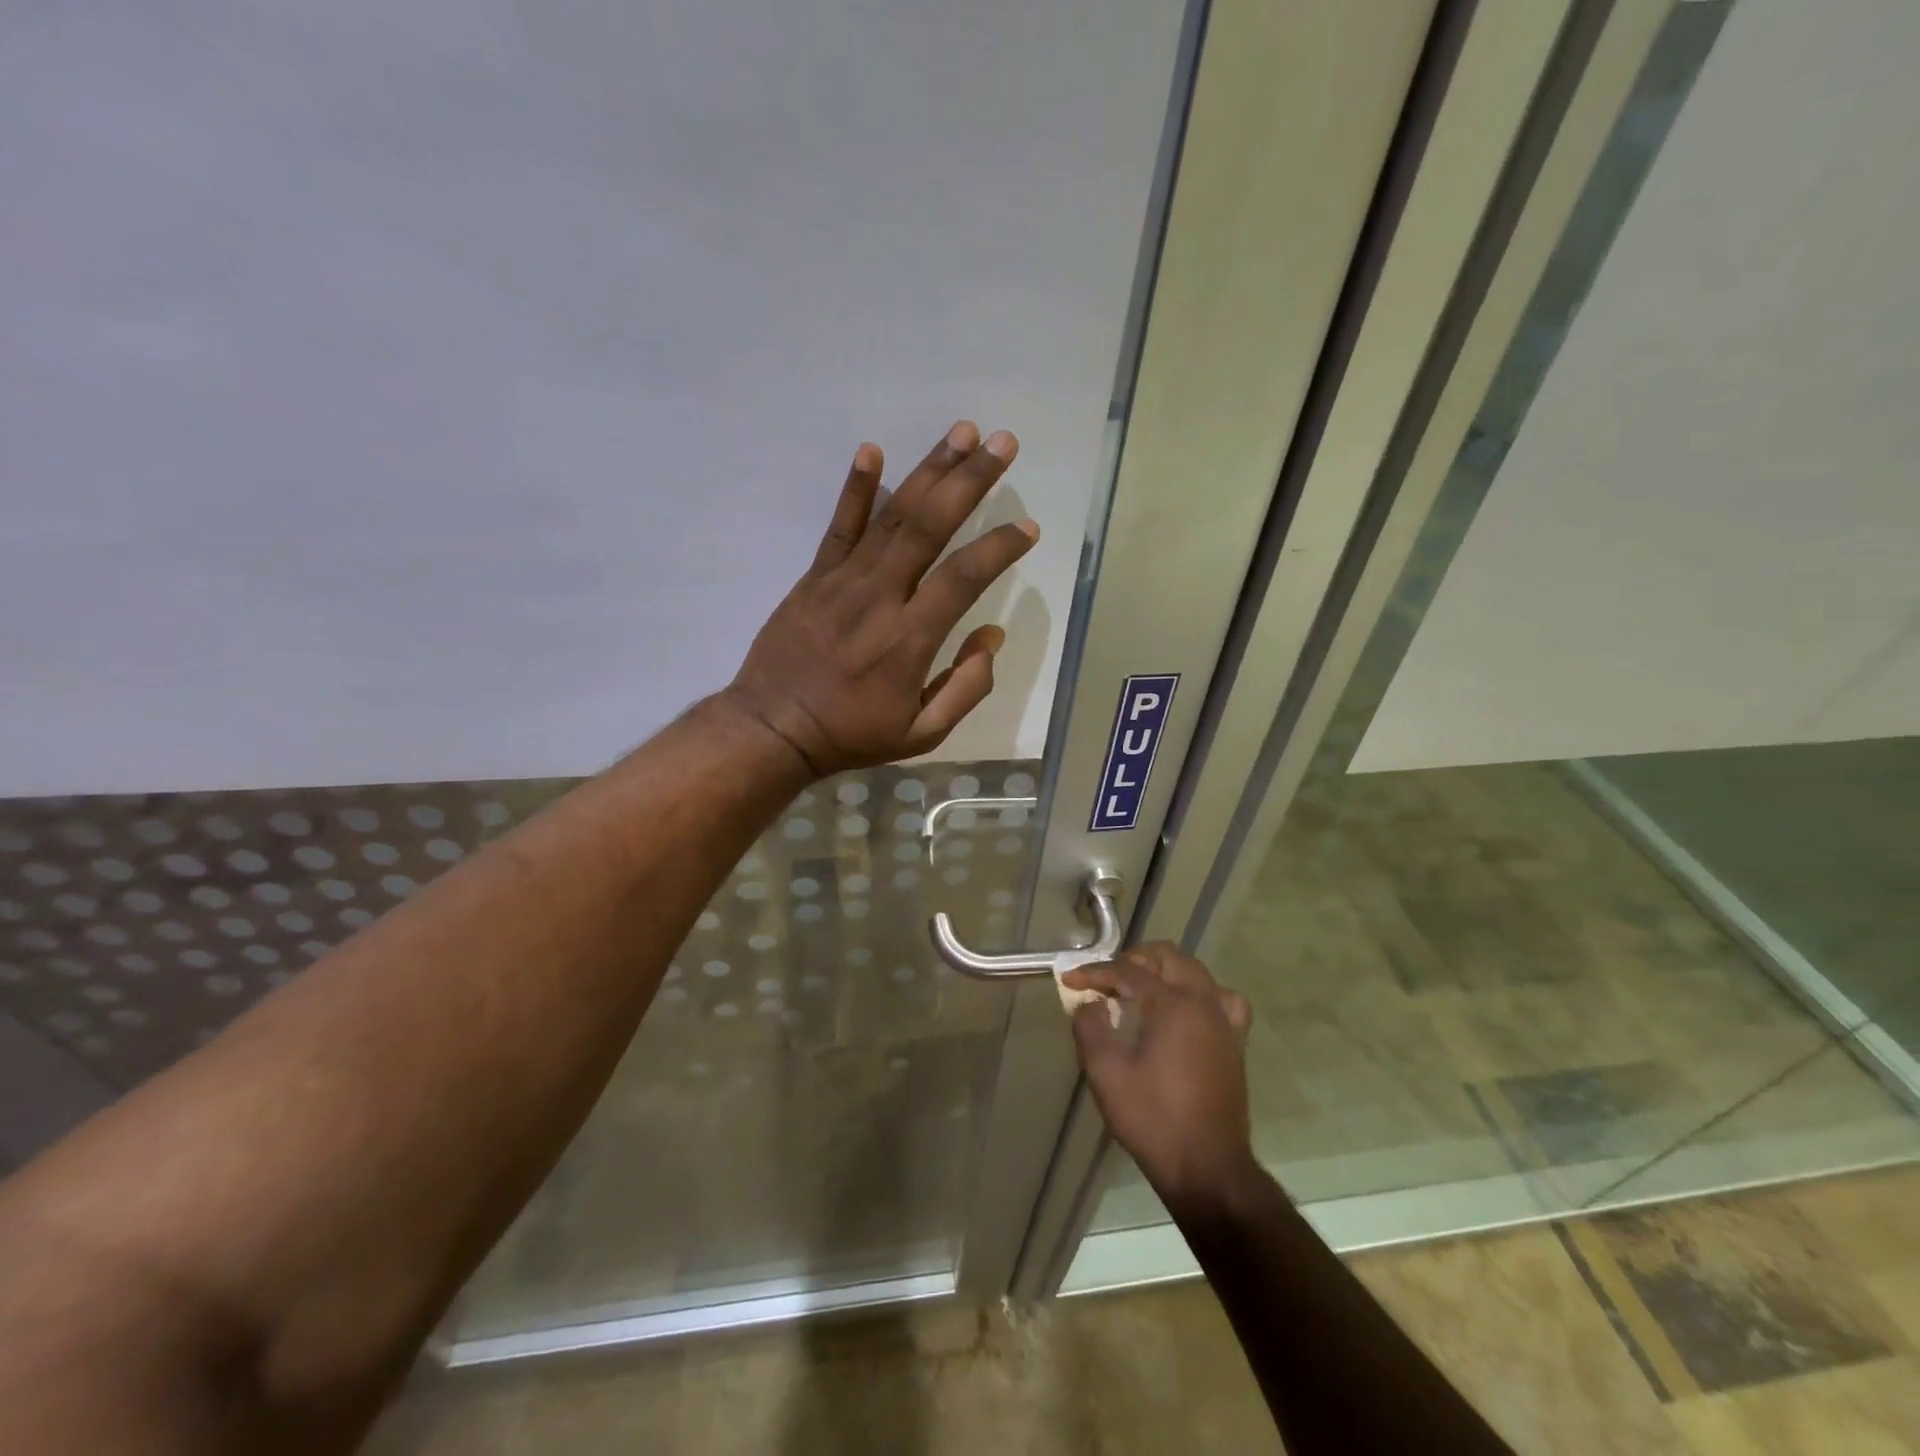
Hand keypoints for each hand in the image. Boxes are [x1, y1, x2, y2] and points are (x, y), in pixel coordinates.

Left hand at [724, 421, 1038, 776]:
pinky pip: (838, 526)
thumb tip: (991, 638)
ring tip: (962, 432)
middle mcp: (881, 597)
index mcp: (911, 638)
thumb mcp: (922, 734)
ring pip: (892, 515)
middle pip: (930, 526)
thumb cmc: (852, 734)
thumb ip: (966, 689)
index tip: (1028, 526)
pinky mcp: (815, 577)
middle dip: (970, 480)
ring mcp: (843, 581)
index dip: (999, 547)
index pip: (964, 577)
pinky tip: (872, 451)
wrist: (774, 728)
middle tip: (1003, 443)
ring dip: (929, 471)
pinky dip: (855, 488)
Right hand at [1063, 943, 1256, 1208]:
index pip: (1128, 972)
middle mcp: (1202, 1002)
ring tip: (1143, 987)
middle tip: (1107, 978)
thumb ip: (1090, 1028)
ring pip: (1197, 972)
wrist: (1206, 1167)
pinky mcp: (1235, 1043)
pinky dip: (1202, 993)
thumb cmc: (1152, 1118)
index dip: (1095, 972)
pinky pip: (1223, 1000)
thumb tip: (1089, 1004)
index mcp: (1171, 1005)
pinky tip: (1188, 1009)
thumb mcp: (1106, 1073)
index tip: (1070, 980)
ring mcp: (1224, 1022)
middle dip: (1134, 960)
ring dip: (1166, 970)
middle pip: (1168, 958)